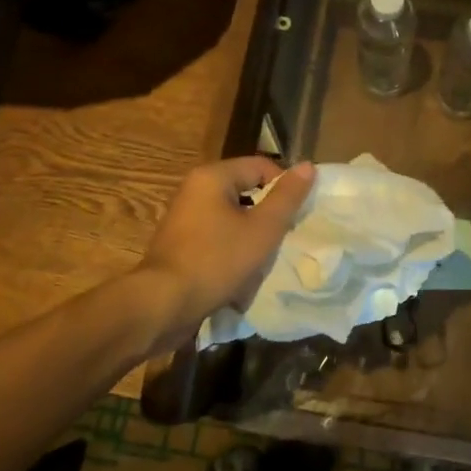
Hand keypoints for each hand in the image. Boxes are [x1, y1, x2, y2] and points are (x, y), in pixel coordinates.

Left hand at [136, 157, 315, 350]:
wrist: (162, 305)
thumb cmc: (216, 261)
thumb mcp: (262, 229)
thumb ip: (287, 197)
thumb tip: (308, 166)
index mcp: (212, 177)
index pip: (261, 166)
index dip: (284, 187)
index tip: (297, 215)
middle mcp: (194, 189)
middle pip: (245, 191)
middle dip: (267, 215)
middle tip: (284, 238)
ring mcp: (184, 217)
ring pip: (232, 218)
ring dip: (250, 236)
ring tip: (263, 259)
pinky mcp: (179, 243)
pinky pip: (216, 237)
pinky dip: (231, 251)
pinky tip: (240, 274)